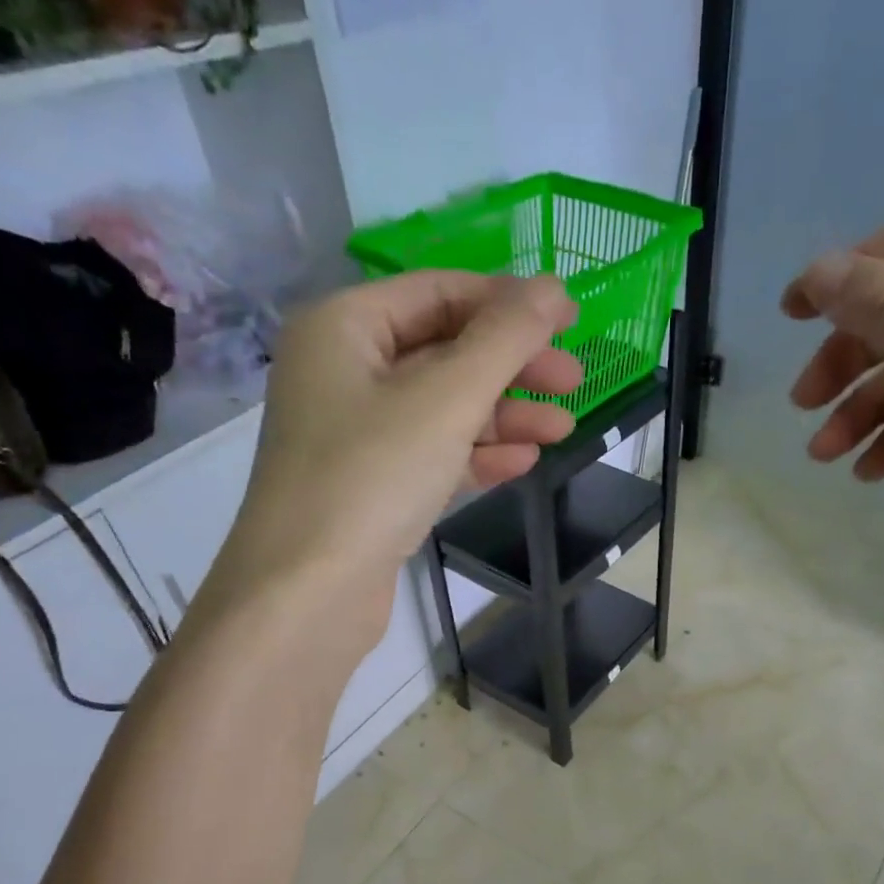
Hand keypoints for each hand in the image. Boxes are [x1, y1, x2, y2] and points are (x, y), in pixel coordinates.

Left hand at [204, 272, 580, 630]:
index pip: (438, 292)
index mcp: (344, 328)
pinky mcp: (372, 488)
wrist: (309, 594)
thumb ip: (505, 340)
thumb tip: (553, 288)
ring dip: (504, 415)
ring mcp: (356, 435)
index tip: (570, 319)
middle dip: (512, 366)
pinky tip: (523, 462)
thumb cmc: (371, 478)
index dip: (508, 302)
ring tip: (566, 428)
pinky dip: (477, 455)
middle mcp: (344, 372)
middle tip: (575, 380)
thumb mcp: (446, 398)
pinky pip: (433, 455)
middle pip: (444, 352)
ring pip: (443, 409)